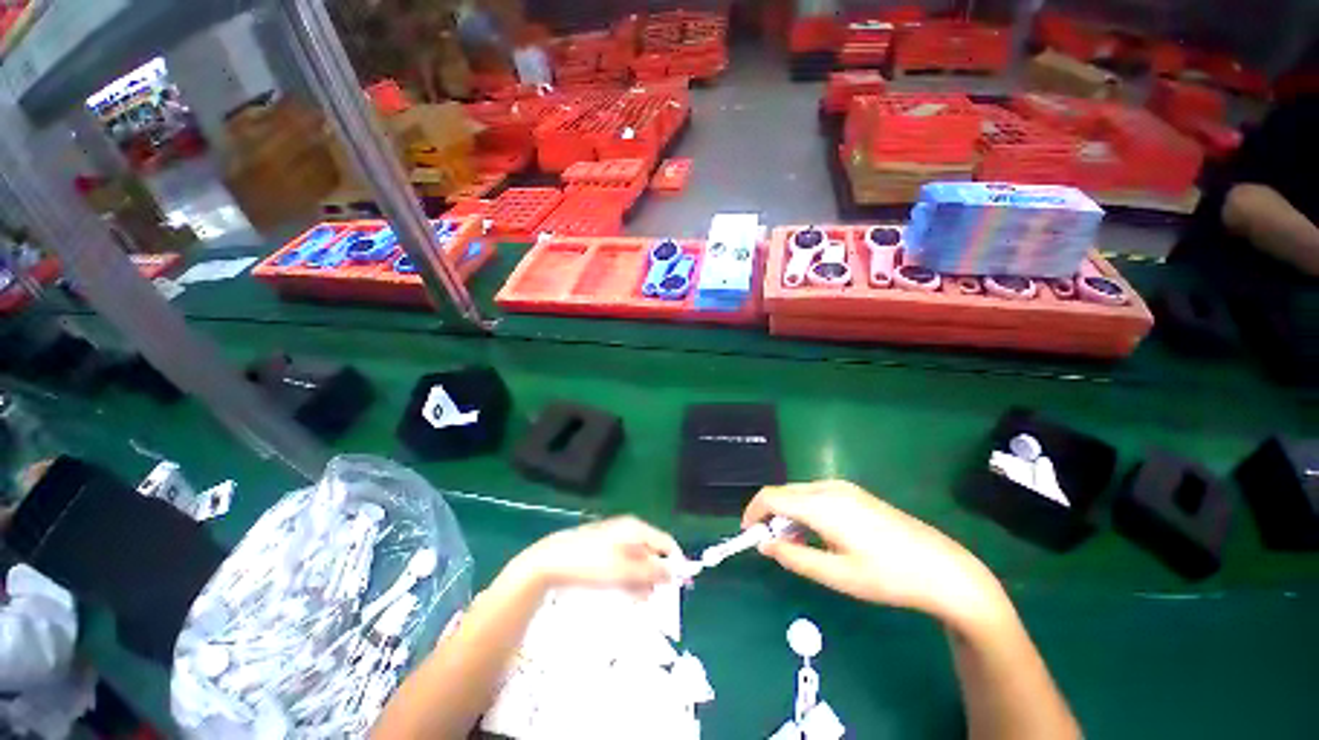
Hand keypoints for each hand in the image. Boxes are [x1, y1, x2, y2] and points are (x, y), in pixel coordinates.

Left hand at [510, 516, 681, 595]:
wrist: (552, 562)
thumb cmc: (592, 563)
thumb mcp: (625, 570)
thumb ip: (652, 572)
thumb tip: (675, 573)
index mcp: (636, 529)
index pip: (665, 543)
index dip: (675, 562)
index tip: (681, 586)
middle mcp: (629, 532)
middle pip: (652, 553)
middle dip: (656, 576)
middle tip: (653, 597)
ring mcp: (616, 542)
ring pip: (639, 563)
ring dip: (642, 582)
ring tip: (637, 599)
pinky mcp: (605, 553)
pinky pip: (625, 567)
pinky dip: (629, 580)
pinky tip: (625, 593)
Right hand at [745, 481, 1009, 630]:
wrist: (942, 568)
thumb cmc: (888, 576)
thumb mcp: (837, 575)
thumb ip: (794, 557)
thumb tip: (765, 545)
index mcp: (822, 505)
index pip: (771, 497)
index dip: (753, 512)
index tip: (749, 535)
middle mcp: (829, 487)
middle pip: (784, 492)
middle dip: (770, 515)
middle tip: (773, 546)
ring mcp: (844, 488)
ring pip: (800, 493)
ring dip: (788, 514)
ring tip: (796, 545)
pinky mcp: (855, 494)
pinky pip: (816, 495)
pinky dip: (805, 511)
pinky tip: (818, 535)